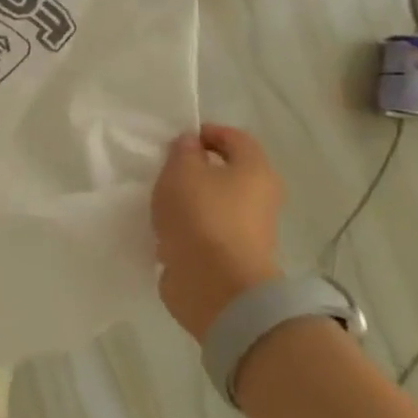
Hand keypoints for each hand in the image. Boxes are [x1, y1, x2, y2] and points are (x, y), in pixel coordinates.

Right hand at [152, 124, 283, 343]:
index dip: (206, 132)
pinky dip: (187, 227)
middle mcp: (259, 198)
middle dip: (195, 168)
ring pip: (214, 202)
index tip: (175, 139)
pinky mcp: (230, 256)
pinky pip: (206, 230)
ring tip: (158, 201)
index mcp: (255, 171)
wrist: (216, 285)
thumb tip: (190, 144)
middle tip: (163, 170)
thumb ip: (182, 151)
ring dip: (188, 200)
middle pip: (227, 172)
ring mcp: (247, 230)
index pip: (235, 138)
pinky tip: (163, 229)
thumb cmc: (201, 216)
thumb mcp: (181, 171)